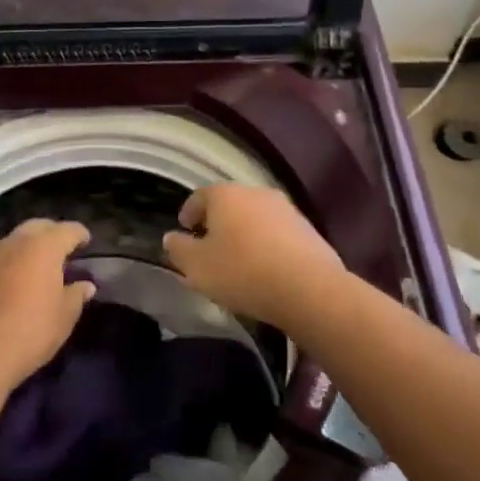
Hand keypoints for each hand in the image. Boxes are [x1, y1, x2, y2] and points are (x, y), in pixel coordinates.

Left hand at [0, 219, 94, 392]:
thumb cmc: (29, 332)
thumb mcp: (63, 318)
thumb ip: (76, 296)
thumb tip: (85, 285)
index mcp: (43, 247)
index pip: (67, 230)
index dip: (80, 234)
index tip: (87, 241)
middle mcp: (14, 243)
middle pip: (37, 227)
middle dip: (51, 233)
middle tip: (62, 249)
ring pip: (12, 241)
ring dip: (26, 247)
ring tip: (36, 265)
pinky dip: (8, 266)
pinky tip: (11, 285)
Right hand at [161, 184, 346, 324]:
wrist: (309, 287)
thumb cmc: (243, 272)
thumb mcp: (197, 267)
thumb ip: (178, 250)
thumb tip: (171, 237)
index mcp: (225, 195)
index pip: (199, 197)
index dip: (189, 213)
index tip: (184, 230)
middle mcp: (255, 192)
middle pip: (229, 205)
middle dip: (218, 223)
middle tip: (209, 248)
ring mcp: (285, 208)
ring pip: (255, 218)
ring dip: (245, 234)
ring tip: (239, 261)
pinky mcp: (307, 229)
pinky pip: (278, 233)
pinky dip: (267, 245)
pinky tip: (266, 268)